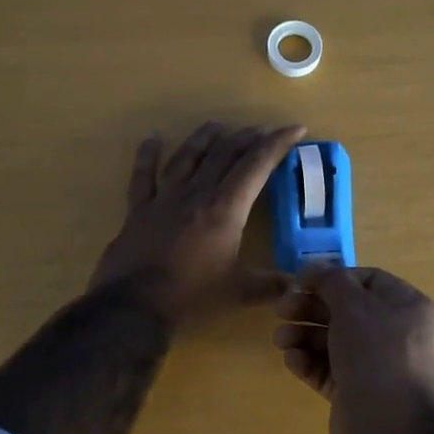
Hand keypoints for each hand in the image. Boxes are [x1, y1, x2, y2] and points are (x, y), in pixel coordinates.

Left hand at [91, 122, 304, 322]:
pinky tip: (152, 139)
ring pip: (187, 157)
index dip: (277, 144)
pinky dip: (147, 155)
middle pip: (224, 154)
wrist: (133, 308)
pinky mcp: (137, 212)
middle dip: (247, 138)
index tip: (296, 129)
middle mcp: (196, 194)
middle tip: (262, 130)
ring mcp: (163, 200)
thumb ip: (271, 285)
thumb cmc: (191, 298)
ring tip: (218, 125)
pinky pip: (142, 176)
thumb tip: (299, 284)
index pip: (256, 165)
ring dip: (205, 138)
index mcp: (225, 209)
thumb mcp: (239, 294)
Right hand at [274, 265, 433, 433]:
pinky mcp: (354, 393)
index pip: (364, 280)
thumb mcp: (354, 305)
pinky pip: (327, 370)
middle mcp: (391, 333)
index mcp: (404, 306)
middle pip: (344, 311)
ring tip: (281, 340)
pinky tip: (292, 360)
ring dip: (303, 336)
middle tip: (281, 311)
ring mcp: (373, 365)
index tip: (299, 282)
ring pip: (331, 341)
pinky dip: (308, 362)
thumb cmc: (376, 354)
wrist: (391, 427)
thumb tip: (314, 266)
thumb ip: (331, 280)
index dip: (331, 278)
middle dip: (310, 308)